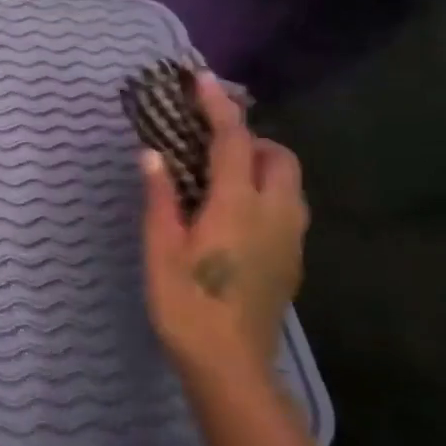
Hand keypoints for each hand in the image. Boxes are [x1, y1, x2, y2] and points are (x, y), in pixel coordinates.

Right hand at [139, 72, 307, 381]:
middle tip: (210, 146)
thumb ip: (160, 197)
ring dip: (261, 165)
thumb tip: (152, 154)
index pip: (233, 141)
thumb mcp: (160, 249)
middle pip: (278, 156)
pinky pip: (287, 208)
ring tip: (221, 177)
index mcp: (237, 205)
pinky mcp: (292, 260)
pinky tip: (234, 215)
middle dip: (250, 139)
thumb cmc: (186, 305)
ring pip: (289, 182)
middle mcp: (275, 213)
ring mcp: (290, 238)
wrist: (230, 366)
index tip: (202, 79)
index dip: (218, 106)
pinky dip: (266, 193)